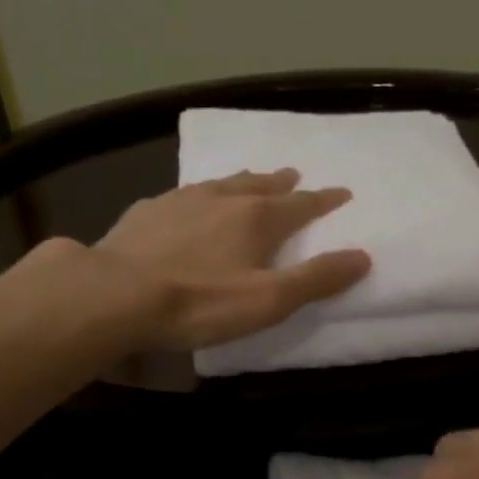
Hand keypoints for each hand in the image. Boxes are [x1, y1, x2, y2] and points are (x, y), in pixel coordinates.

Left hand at [83, 169, 370, 350]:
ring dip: (243, 181)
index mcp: (256, 218)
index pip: (301, 205)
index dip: (324, 200)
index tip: (342, 193)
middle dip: (282, 183)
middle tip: (295, 175)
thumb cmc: (199, 302)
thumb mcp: (268, 300)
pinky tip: (191, 201)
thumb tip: (362, 256)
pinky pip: (184, 194)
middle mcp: (222, 199)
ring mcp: (181, 201)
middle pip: (261, 185)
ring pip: (222, 183)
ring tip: (252, 179)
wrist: (115, 294)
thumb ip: (316, 279)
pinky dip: (201, 194)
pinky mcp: (147, 211)